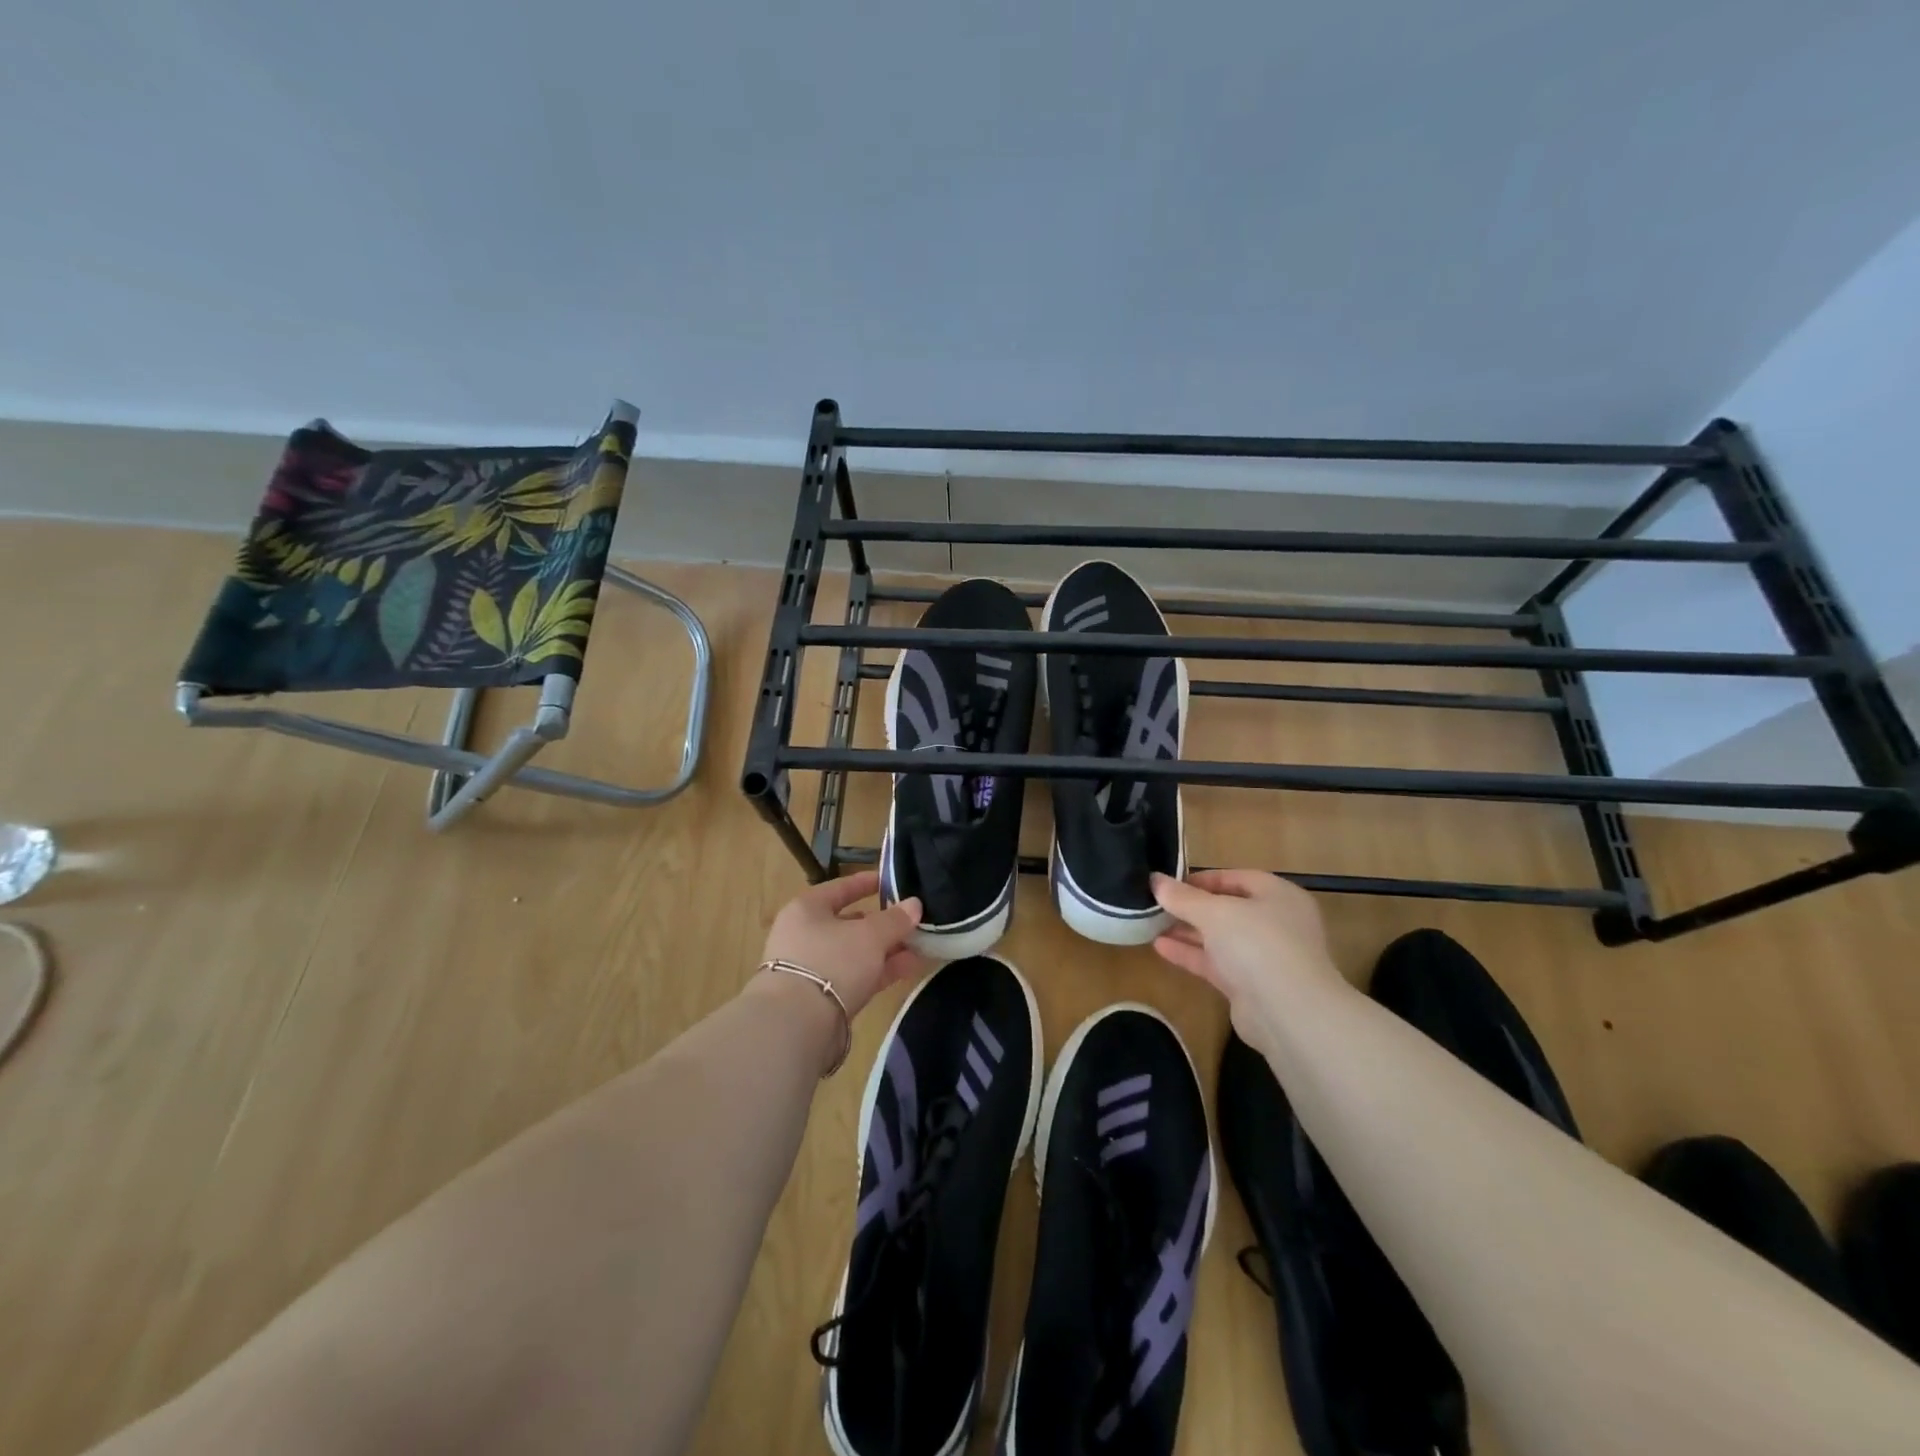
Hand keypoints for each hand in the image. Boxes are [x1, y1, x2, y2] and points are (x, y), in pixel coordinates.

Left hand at [761, 871, 923, 1019]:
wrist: (797, 1025)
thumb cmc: (831, 961)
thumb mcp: (870, 935)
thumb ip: (895, 919)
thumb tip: (915, 904)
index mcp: (807, 910)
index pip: (840, 888)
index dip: (866, 883)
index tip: (891, 880)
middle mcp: (805, 936)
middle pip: (849, 923)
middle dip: (883, 924)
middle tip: (912, 920)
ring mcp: (812, 969)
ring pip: (855, 953)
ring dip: (887, 950)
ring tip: (921, 946)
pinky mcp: (821, 999)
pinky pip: (856, 977)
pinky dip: (880, 971)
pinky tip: (910, 968)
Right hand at [1151, 870, 1341, 1035]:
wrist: (1288, 1013)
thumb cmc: (1257, 944)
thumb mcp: (1214, 912)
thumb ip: (1183, 897)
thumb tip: (1155, 880)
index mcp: (1278, 896)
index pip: (1236, 878)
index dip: (1202, 879)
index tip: (1169, 883)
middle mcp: (1275, 923)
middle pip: (1227, 908)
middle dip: (1191, 907)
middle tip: (1155, 904)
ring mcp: (1264, 957)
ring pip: (1220, 938)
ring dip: (1187, 931)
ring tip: (1150, 924)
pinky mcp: (1250, 986)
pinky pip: (1216, 963)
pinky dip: (1191, 954)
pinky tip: (1160, 947)